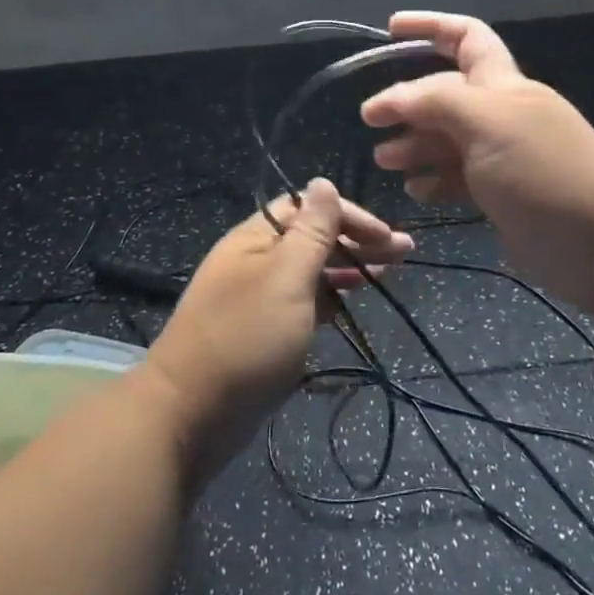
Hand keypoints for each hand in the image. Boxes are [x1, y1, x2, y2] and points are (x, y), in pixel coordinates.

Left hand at [145, 180, 410, 476]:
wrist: (190, 414)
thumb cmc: (245, 338)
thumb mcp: (286, 278)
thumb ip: (311, 231)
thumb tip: (323, 181)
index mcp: (256, 237)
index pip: (308, 207)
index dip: (349, 215)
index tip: (385, 235)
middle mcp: (257, 259)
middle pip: (313, 237)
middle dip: (357, 240)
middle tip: (403, 253)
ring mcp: (259, 296)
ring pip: (311, 270)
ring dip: (349, 267)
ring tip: (388, 272)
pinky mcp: (264, 330)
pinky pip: (304, 302)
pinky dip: (330, 297)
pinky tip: (352, 302)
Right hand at [360, 12, 593, 331]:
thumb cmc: (546, 173)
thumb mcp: (488, 122)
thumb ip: (435, 101)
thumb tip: (388, 100)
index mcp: (503, 84)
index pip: (465, 37)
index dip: (429, 26)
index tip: (389, 29)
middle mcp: (501, 114)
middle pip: (445, 93)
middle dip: (407, 101)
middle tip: (372, 123)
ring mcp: (502, 157)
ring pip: (446, 138)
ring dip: (413, 144)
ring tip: (386, 161)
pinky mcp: (502, 196)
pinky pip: (457, 177)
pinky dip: (433, 179)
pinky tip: (417, 191)